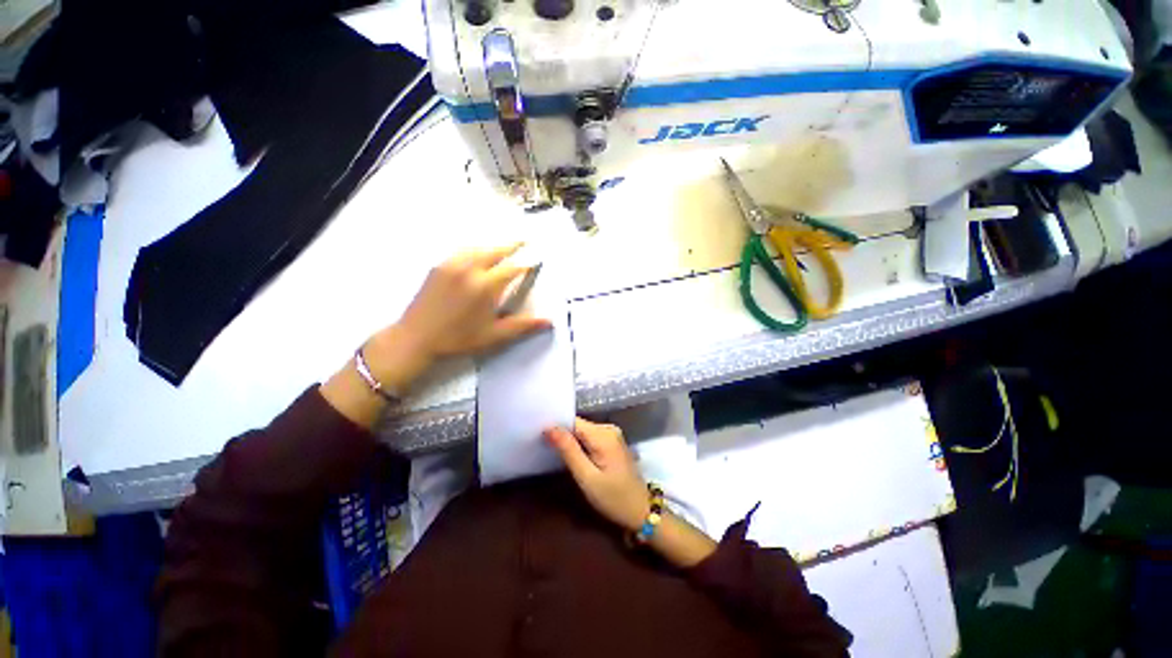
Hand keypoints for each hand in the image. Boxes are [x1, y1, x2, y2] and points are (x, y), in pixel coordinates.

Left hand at [322, 244, 549, 429]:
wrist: (415, 338)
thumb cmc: (458, 339)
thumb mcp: (494, 336)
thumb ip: (522, 325)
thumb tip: (549, 320)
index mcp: (485, 286)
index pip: (512, 268)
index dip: (526, 264)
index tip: (536, 260)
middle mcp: (469, 269)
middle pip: (495, 251)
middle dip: (512, 245)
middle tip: (525, 240)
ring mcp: (451, 265)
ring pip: (478, 247)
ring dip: (494, 245)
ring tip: (505, 244)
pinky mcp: (438, 267)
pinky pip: (462, 251)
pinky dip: (476, 248)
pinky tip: (478, 251)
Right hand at [545, 418, 649, 531]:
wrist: (640, 511)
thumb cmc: (613, 498)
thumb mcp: (587, 477)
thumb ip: (569, 451)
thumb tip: (549, 428)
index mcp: (603, 434)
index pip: (573, 421)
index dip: (556, 428)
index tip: (540, 437)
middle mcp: (609, 429)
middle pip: (578, 425)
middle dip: (562, 435)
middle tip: (545, 449)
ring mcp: (612, 435)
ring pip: (583, 432)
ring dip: (570, 441)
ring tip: (555, 454)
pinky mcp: (612, 443)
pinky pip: (590, 438)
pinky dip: (579, 445)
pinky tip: (571, 457)